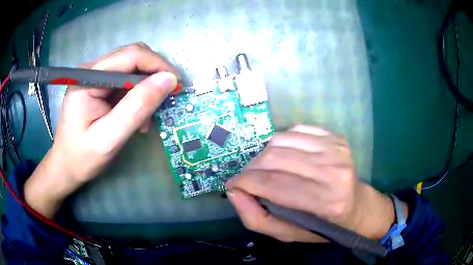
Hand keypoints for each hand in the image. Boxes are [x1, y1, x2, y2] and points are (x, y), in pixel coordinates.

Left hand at [25, 43, 178, 217]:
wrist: (66, 166)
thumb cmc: (82, 157)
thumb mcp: (109, 138)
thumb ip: (137, 108)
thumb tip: (168, 80)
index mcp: (88, 77)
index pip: (131, 56)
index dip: (157, 65)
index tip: (176, 85)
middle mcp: (92, 70)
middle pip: (133, 57)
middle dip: (154, 75)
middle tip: (167, 98)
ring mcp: (95, 76)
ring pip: (132, 69)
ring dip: (146, 88)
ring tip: (147, 117)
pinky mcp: (99, 86)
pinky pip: (126, 82)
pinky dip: (138, 96)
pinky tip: (137, 118)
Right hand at [226, 125, 405, 242]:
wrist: (356, 206)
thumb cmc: (322, 225)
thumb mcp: (287, 234)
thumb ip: (256, 218)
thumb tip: (234, 191)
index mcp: (325, 202)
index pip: (272, 184)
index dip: (244, 182)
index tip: (233, 185)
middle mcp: (333, 171)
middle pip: (275, 158)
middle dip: (250, 168)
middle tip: (247, 178)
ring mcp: (336, 149)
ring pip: (281, 140)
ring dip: (264, 155)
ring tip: (264, 168)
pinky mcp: (336, 137)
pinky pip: (296, 129)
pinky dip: (282, 142)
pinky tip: (284, 156)